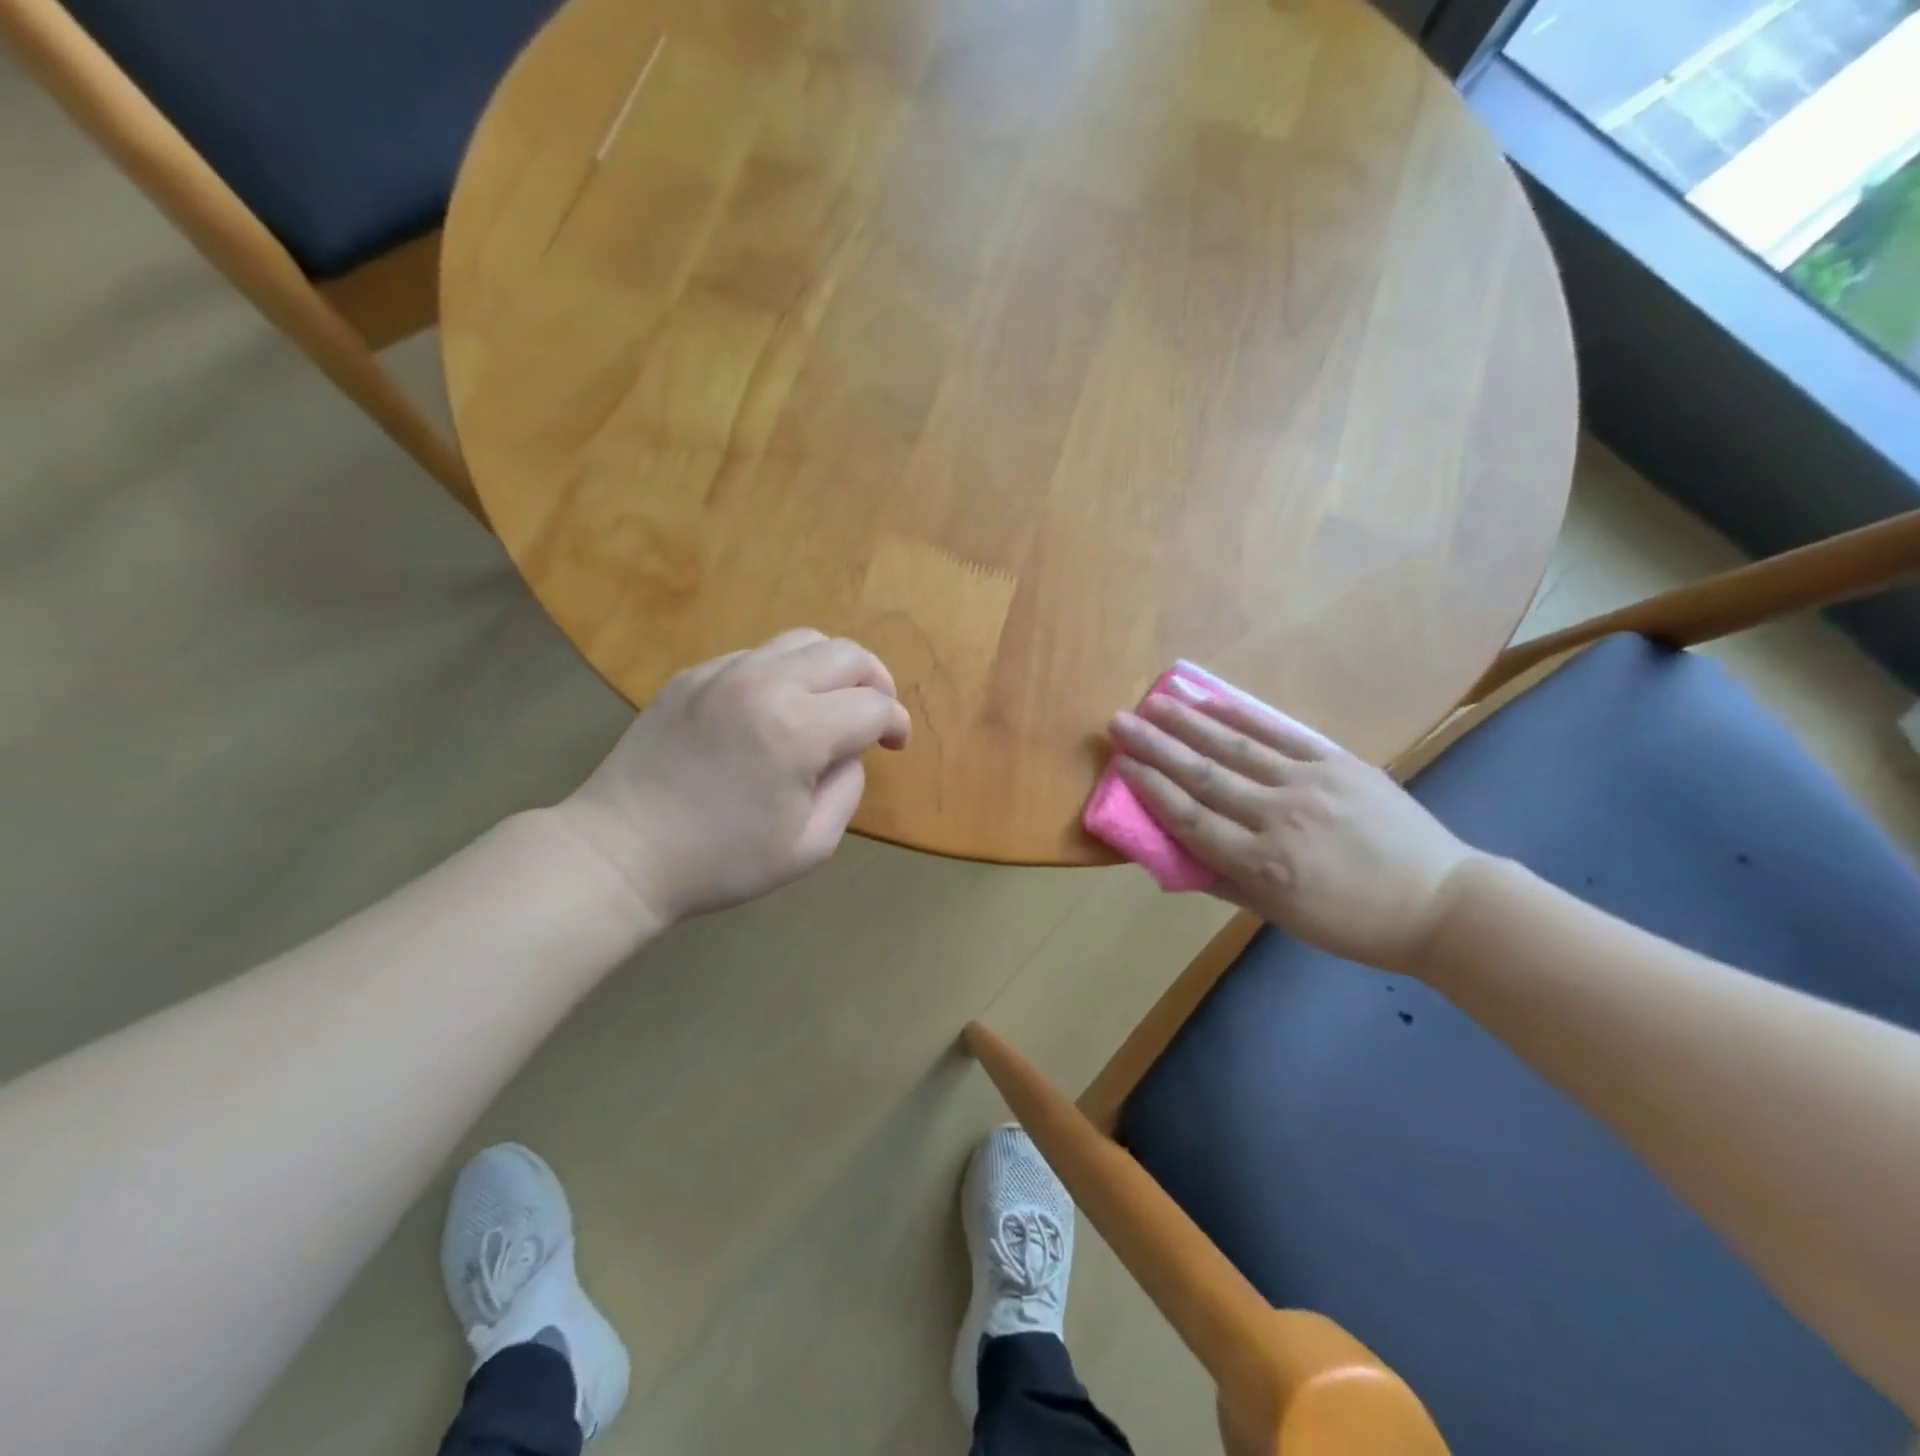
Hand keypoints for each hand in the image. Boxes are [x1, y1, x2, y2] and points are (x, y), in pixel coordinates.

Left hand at [555, 630, 910, 925]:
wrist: (622, 852)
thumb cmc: (721, 861)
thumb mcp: (810, 845)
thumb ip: (848, 788)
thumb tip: (850, 750)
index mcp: (799, 730)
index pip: (874, 707)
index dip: (896, 724)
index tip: (895, 745)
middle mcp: (766, 684)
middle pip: (847, 654)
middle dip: (876, 681)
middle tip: (875, 715)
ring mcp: (724, 672)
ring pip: (802, 641)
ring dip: (832, 668)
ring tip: (830, 703)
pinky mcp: (693, 675)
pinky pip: (757, 655)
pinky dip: (784, 673)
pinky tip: (774, 709)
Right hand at [1109, 692, 1484, 972]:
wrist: (1440, 901)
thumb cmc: (1352, 921)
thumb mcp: (1280, 916)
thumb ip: (1225, 882)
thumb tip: (1176, 853)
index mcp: (1261, 865)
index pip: (1189, 817)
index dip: (1150, 787)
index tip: (1122, 763)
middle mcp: (1277, 818)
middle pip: (1202, 775)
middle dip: (1155, 746)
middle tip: (1118, 721)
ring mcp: (1308, 784)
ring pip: (1234, 747)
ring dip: (1188, 722)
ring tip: (1153, 702)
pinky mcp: (1337, 763)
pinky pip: (1279, 734)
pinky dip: (1241, 715)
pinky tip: (1210, 701)